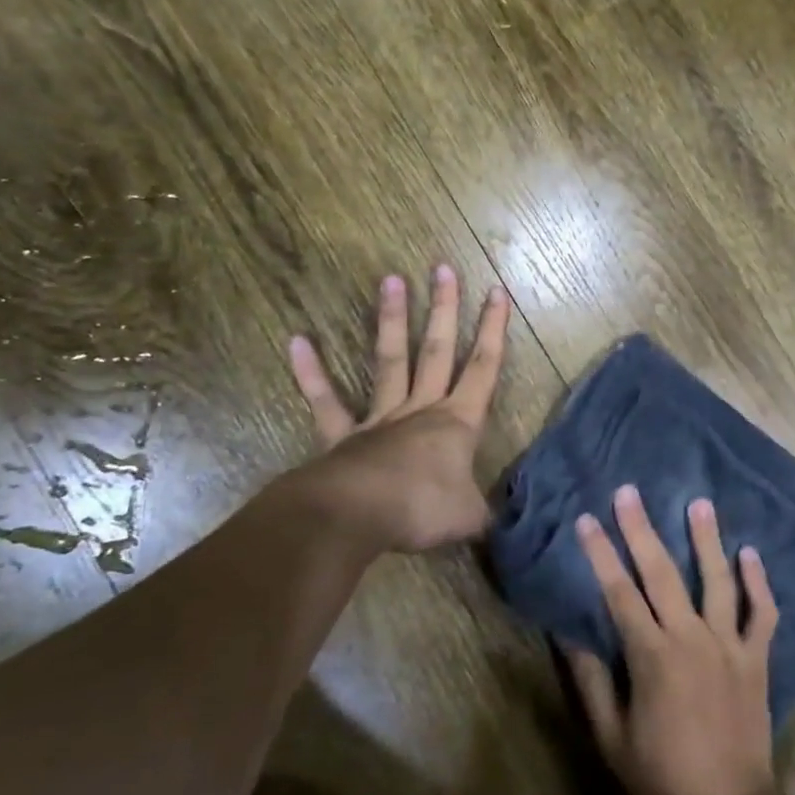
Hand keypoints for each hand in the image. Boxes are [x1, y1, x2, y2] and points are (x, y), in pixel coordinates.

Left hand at [285, 264, 510, 553]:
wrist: (357, 517)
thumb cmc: (422, 509)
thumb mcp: (470, 518)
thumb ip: (483, 514)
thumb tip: (497, 525)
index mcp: (457, 423)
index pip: (484, 368)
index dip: (494, 330)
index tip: (498, 291)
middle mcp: (421, 410)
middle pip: (438, 351)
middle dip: (445, 310)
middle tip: (442, 269)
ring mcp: (379, 419)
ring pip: (391, 361)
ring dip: (392, 321)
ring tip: (391, 279)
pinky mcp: (342, 436)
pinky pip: (326, 401)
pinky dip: (311, 373)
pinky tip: (297, 340)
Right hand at [564, 485, 779, 794]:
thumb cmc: (661, 776)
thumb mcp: (611, 737)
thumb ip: (591, 682)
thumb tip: (569, 635)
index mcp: (652, 656)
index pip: (619, 593)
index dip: (600, 555)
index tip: (586, 520)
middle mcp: (691, 638)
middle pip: (662, 573)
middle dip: (642, 530)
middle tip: (630, 492)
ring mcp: (729, 644)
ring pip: (717, 581)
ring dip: (707, 540)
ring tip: (699, 503)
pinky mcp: (756, 657)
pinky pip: (761, 613)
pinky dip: (758, 582)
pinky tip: (751, 553)